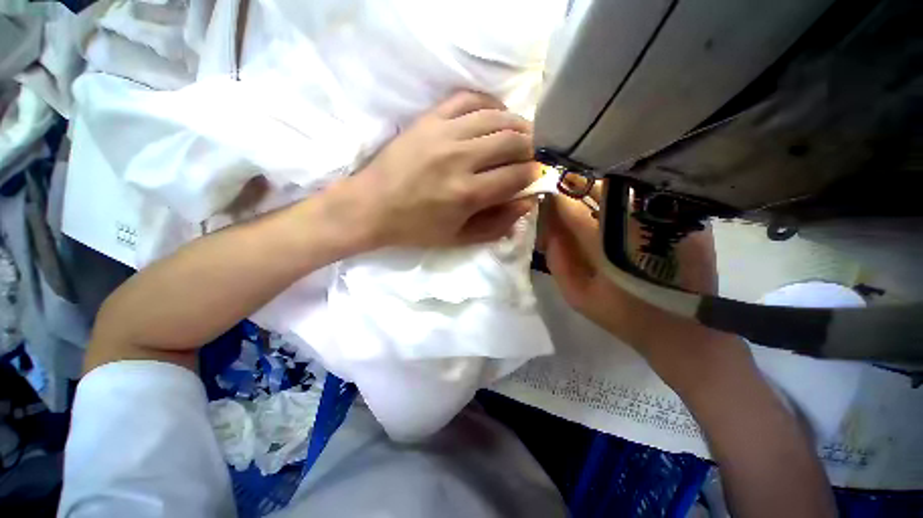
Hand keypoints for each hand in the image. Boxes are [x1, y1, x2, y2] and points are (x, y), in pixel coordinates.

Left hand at [337, 91, 539, 248]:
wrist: (371, 207)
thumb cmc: (416, 228)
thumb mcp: (458, 238)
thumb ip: (496, 224)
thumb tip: (526, 202)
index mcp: (468, 194)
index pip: (517, 176)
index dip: (533, 175)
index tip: (535, 175)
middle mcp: (460, 159)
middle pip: (513, 141)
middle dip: (530, 149)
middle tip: (529, 156)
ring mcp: (444, 133)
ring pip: (496, 117)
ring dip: (516, 125)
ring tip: (519, 136)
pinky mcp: (429, 119)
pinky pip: (468, 98)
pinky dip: (489, 104)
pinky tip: (494, 115)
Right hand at [539, 185, 718, 355]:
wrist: (686, 333)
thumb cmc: (625, 316)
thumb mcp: (577, 295)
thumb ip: (557, 259)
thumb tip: (548, 227)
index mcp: (607, 244)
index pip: (572, 205)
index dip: (555, 196)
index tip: (544, 193)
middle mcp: (638, 221)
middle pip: (598, 187)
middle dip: (575, 187)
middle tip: (565, 197)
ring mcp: (667, 215)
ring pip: (622, 186)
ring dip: (598, 190)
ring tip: (588, 204)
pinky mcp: (687, 218)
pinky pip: (645, 195)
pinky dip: (624, 196)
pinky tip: (617, 211)